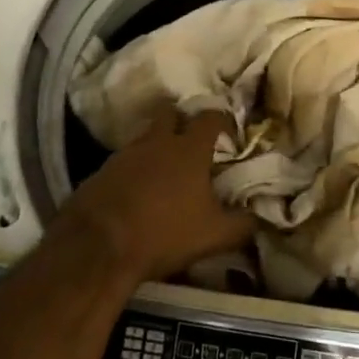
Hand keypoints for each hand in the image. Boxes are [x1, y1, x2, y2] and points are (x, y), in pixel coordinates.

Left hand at [58, 108, 252, 284]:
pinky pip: (125, 160)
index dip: (222, 120)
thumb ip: (242, 224)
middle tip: (192, 140)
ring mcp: (125, 153)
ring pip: (146, 136)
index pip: (210, 117)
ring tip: (166, 169)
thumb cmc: (164, 233)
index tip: (229, 132)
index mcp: (189, 149)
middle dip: (182, 121)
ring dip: (157, 146)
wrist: (99, 245)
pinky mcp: (102, 170)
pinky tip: (139, 190)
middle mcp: (157, 141)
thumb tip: (259, 217)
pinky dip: (135, 168)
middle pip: (171, 114)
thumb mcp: (214, 235)